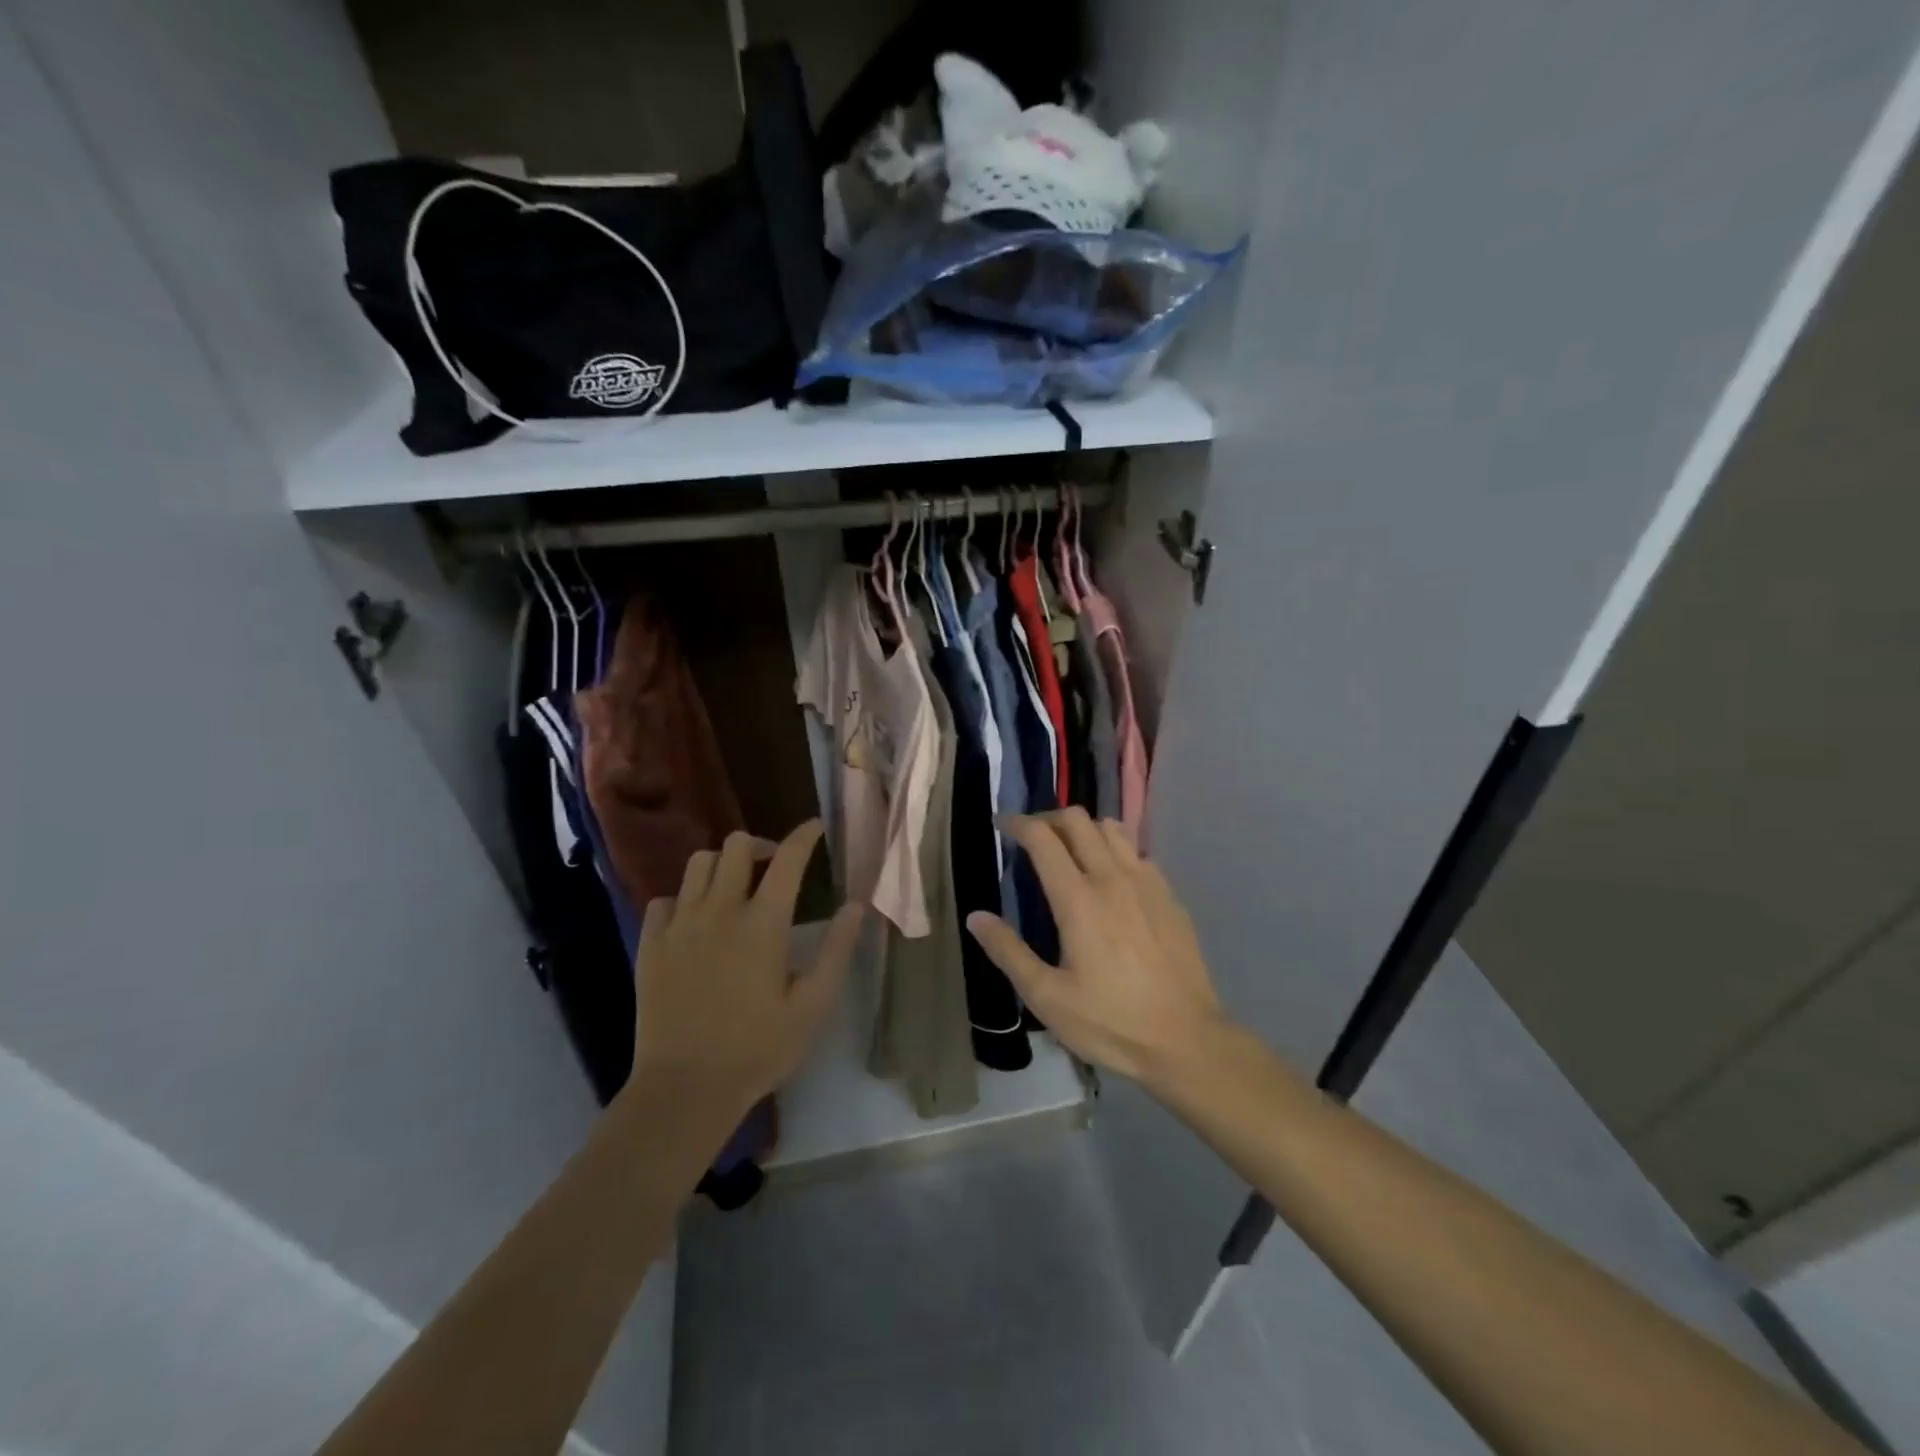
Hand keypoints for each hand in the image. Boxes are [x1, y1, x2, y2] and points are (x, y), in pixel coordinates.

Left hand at [626, 820, 862, 1125]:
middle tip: (774, 866)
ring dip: (722, 865)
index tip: (814, 827)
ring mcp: (680, 925)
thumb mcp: (813, 1005)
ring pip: (698, 863)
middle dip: (761, 845)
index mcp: (763, 923)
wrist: (685, 1089)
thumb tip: (855, 905)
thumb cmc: (758, 1048)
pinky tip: (696, 920)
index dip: (804, 836)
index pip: (787, 859)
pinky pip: (665, 899)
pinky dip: (685, 898)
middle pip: (736, 846)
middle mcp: (719, 910)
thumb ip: (837, 950)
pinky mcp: (651, 945)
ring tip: (735, 887)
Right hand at [966, 809, 1224, 1085]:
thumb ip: (1008, 952)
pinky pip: (1136, 853)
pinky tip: (1110, 881)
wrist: (1186, 1040)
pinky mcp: (1169, 896)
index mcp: (1078, 899)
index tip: (1002, 826)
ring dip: (1084, 830)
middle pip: (1078, 820)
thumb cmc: (1110, 1022)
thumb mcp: (1047, 997)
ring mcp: (1147, 883)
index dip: (1018, 823)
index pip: (1043, 838)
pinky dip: (1114, 851)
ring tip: (1069, 853)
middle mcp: (1113, 878)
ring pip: (1111, 828)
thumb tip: (976, 917)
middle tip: (1032, 838)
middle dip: (1048, 819)